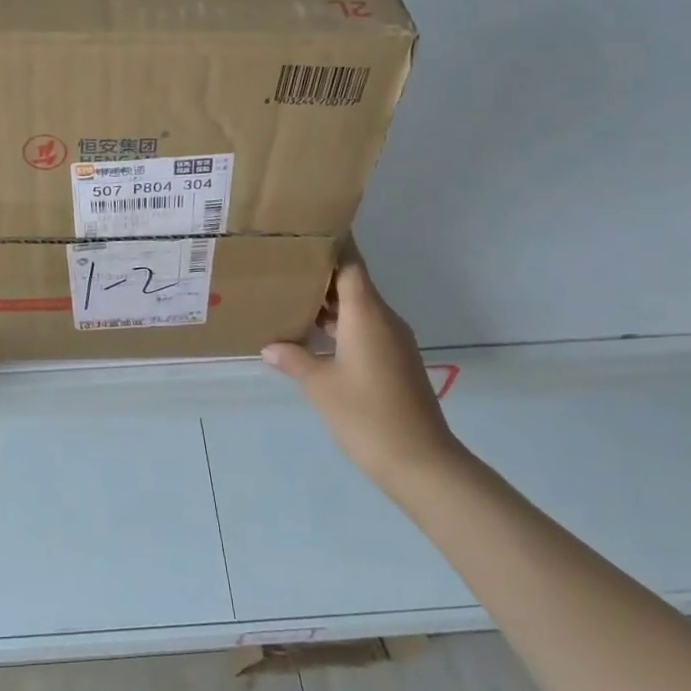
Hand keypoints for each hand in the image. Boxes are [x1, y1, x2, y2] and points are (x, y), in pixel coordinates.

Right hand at [262, 247, 459, 489]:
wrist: (419, 460)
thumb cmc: (365, 415)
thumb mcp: (320, 385)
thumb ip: (294, 359)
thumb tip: (271, 346)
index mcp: (367, 314)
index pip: (351, 264)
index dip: (332, 245)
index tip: (308, 230)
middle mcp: (383, 320)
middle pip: (352, 284)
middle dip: (320, 275)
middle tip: (283, 265)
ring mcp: (393, 342)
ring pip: (358, 309)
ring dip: (328, 304)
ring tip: (289, 298)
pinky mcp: (395, 362)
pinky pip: (364, 330)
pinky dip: (340, 327)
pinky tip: (312, 338)